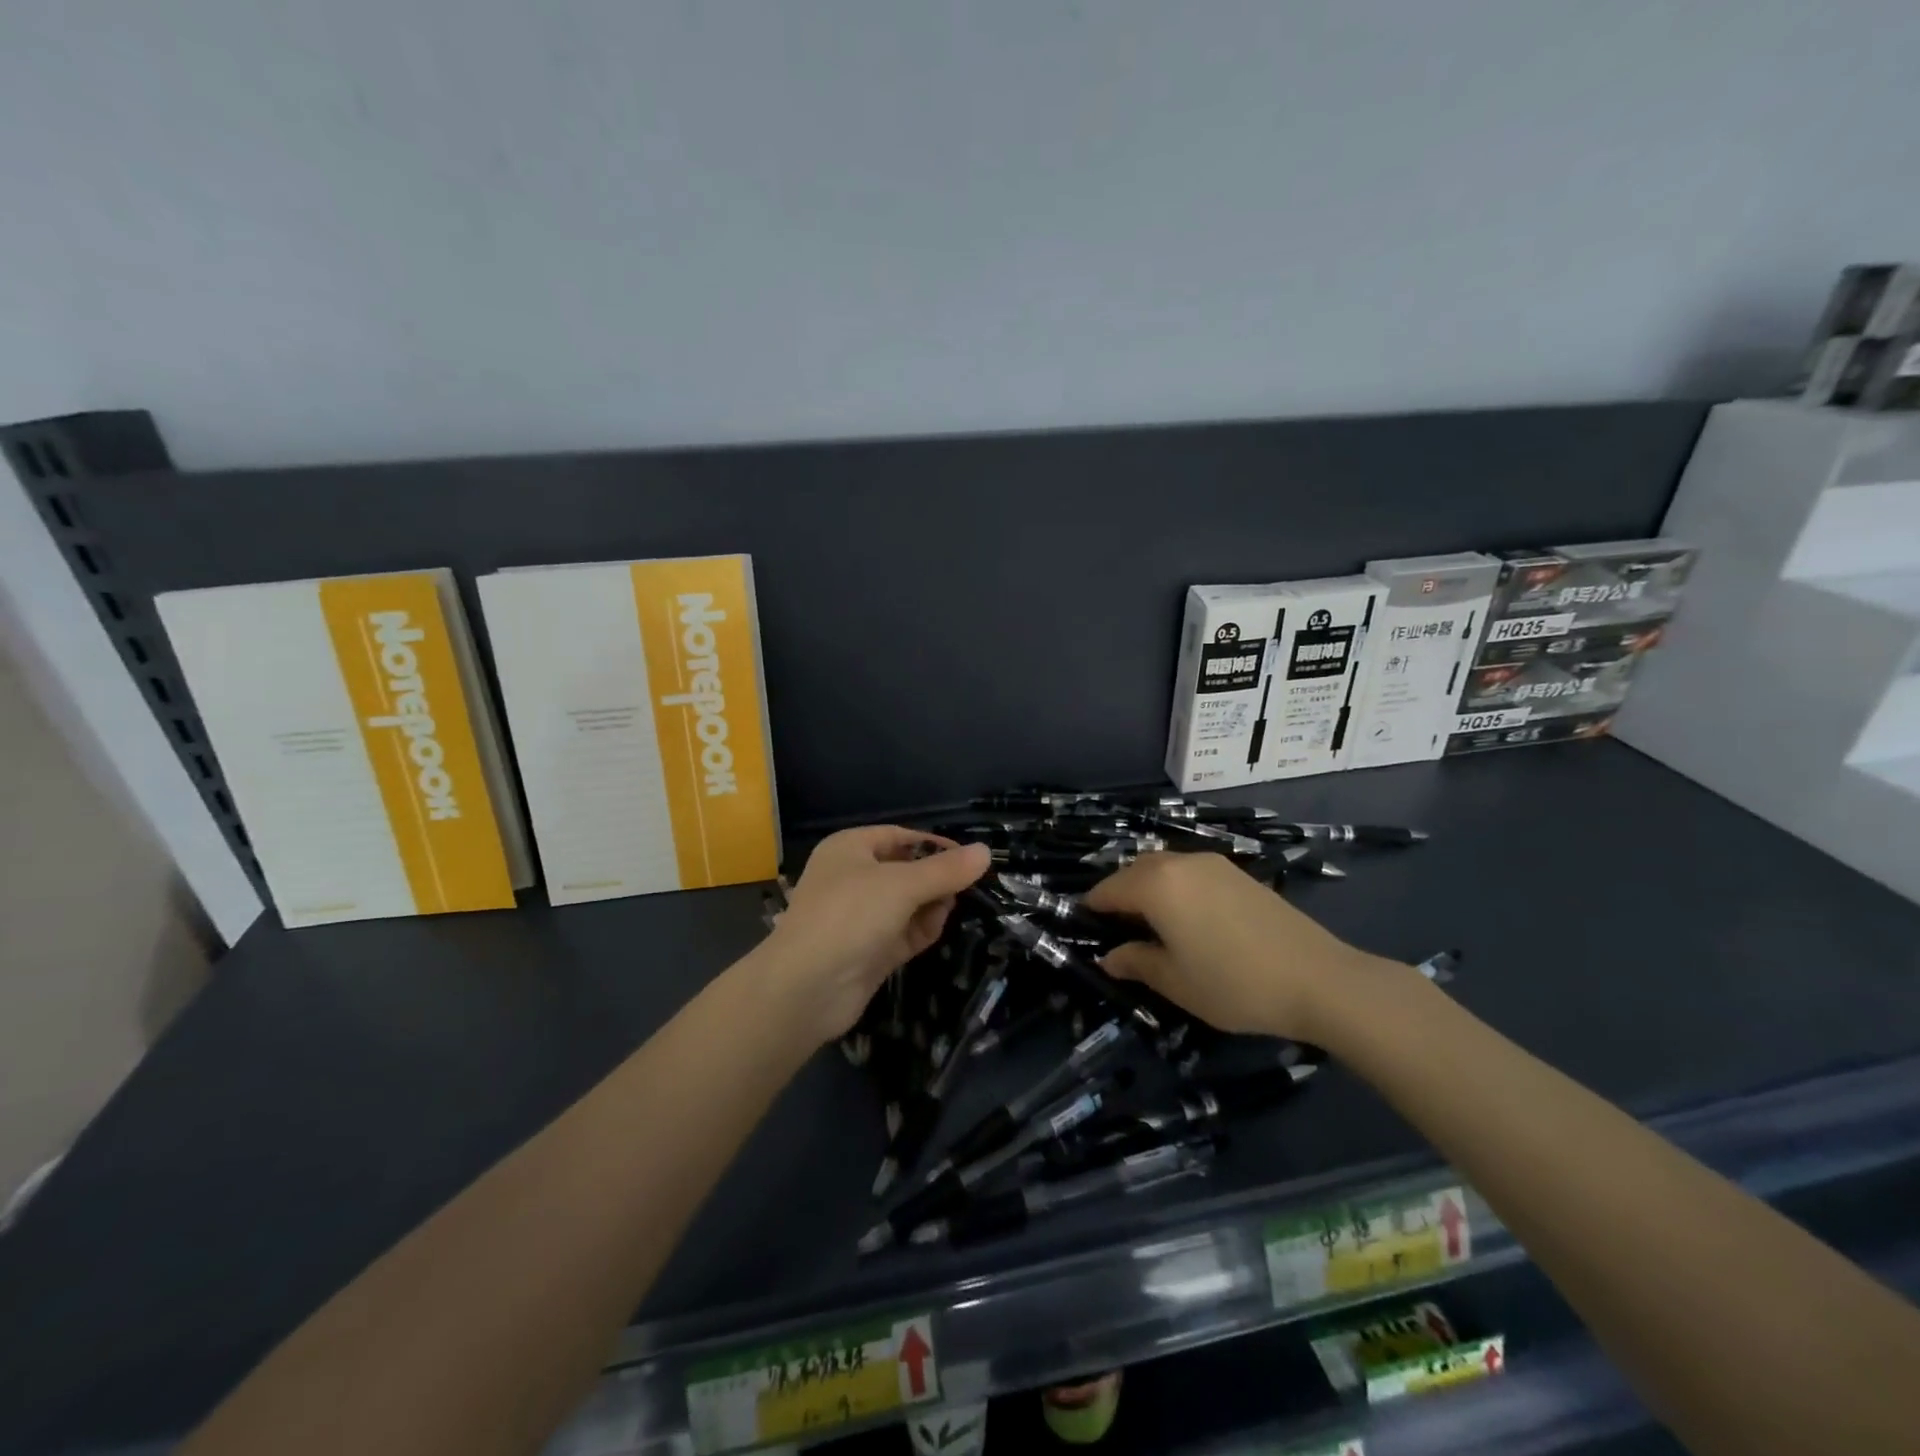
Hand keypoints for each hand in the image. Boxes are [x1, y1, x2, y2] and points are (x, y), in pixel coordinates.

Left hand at [763, 826, 991, 1044]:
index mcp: (850, 848)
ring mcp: (860, 917)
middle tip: (963, 890)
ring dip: (930, 907)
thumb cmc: (850, 916)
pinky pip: (903, 932)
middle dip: (935, 880)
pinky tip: (932, 933)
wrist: (806, 987)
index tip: (969, 859)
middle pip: (906, 870)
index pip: (900, 836)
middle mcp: (852, 878)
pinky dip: (920, 930)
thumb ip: (946, 870)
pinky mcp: (868, 950)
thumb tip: (985, 851)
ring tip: (944, 912)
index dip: (934, 845)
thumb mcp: (902, 885)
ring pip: (908, 904)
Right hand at [1083, 852, 1384, 1038]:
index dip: (1092, 910)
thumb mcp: (1175, 982)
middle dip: (1120, 896)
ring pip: (1164, 868)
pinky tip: (1191, 921)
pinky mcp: (1239, 873)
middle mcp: (1180, 863)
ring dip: (1149, 890)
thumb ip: (1136, 963)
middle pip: (1134, 871)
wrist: (1319, 979)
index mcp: (1156, 885)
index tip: (1087, 933)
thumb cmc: (1234, 984)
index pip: (1108, 889)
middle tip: (1120, 934)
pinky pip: (1191, 873)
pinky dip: (1178, 889)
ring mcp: (1213, 864)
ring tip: (1155, 928)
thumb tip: (1110, 957)